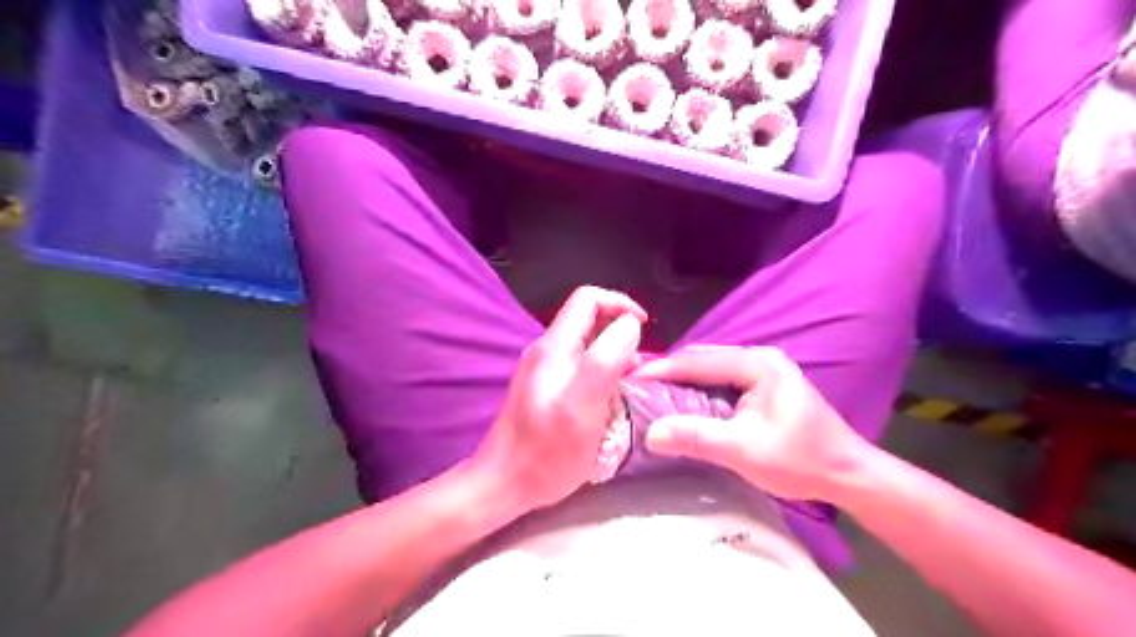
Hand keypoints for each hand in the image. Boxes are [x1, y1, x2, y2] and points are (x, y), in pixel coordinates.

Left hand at [473, 285, 647, 512]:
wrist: (503, 484)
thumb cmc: (545, 453)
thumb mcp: (582, 407)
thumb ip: (605, 360)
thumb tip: (630, 324)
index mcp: (554, 347)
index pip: (588, 299)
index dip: (621, 304)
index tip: (645, 328)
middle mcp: (547, 350)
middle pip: (589, 320)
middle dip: (621, 334)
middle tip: (641, 367)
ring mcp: (544, 369)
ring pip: (587, 344)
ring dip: (615, 355)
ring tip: (632, 384)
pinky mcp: (545, 388)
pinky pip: (581, 366)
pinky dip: (603, 372)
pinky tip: (612, 398)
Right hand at [635, 344, 865, 501]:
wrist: (847, 475)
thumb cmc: (800, 461)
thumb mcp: (744, 451)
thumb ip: (697, 437)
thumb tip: (650, 433)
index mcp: (758, 364)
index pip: (698, 360)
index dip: (661, 369)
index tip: (629, 378)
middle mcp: (759, 358)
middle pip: (702, 359)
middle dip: (668, 372)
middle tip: (635, 386)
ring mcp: (762, 370)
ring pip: (710, 369)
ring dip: (681, 381)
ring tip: (651, 393)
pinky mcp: (762, 385)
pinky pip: (720, 381)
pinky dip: (697, 390)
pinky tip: (681, 402)